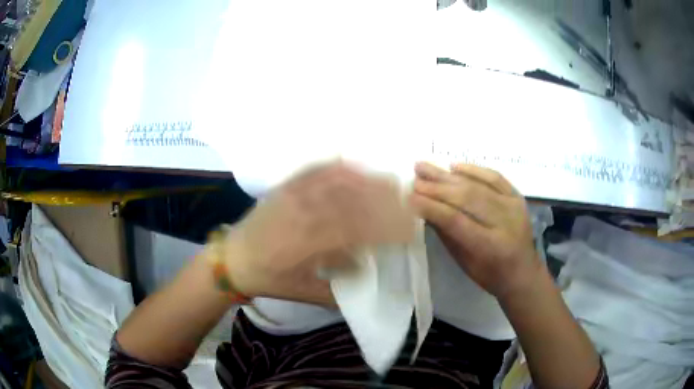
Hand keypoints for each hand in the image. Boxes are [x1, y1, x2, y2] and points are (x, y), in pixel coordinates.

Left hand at [221, 162, 415, 304]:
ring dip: (367, 180)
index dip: (385, 229)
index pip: (355, 231)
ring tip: (390, 182)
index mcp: (306, 245)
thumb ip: (336, 287)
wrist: (233, 259)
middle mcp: (301, 214)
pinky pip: (314, 171)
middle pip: (350, 201)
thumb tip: (365, 267)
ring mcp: (292, 196)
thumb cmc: (269, 279)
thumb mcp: (303, 291)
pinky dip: (337, 166)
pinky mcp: (285, 187)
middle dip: (384, 201)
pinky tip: (354, 165)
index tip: (408, 230)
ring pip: (336, 182)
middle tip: (408, 203)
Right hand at [410, 162, 541, 299]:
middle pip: (466, 198)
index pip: (455, 220)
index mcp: (490, 246)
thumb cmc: (490, 275)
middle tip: (415, 177)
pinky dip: (474, 170)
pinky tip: (455, 166)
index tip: (410, 196)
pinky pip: (495, 177)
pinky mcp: (518, 197)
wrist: (523, 273)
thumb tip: (424, 209)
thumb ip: (446, 234)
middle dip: (437, 187)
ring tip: (425, 166)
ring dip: (448, 175)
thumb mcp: (465, 262)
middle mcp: (504, 222)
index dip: (431, 207)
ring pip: (477, 185)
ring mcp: (513, 207)